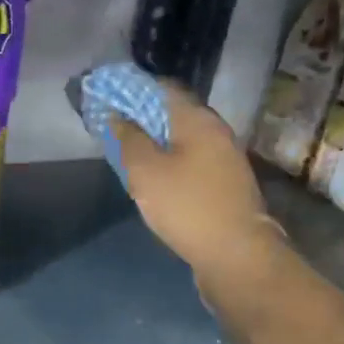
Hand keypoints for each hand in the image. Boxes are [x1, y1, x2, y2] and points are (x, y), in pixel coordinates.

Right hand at [109, 83, 279, 284]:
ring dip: (155, 142)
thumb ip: (128, 139)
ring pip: (182, 140)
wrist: (236, 254)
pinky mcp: (224, 185)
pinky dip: (168, 162)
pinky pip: (190, 162)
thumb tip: (117, 116)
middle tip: (112, 129)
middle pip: (174, 114)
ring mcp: (224, 160)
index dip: (132, 90)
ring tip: (126, 154)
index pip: (163, 89)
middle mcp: (216, 133)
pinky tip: (152, 179)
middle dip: (142, 117)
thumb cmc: (187, 206)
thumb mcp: (146, 172)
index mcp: (199, 120)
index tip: (107, 99)